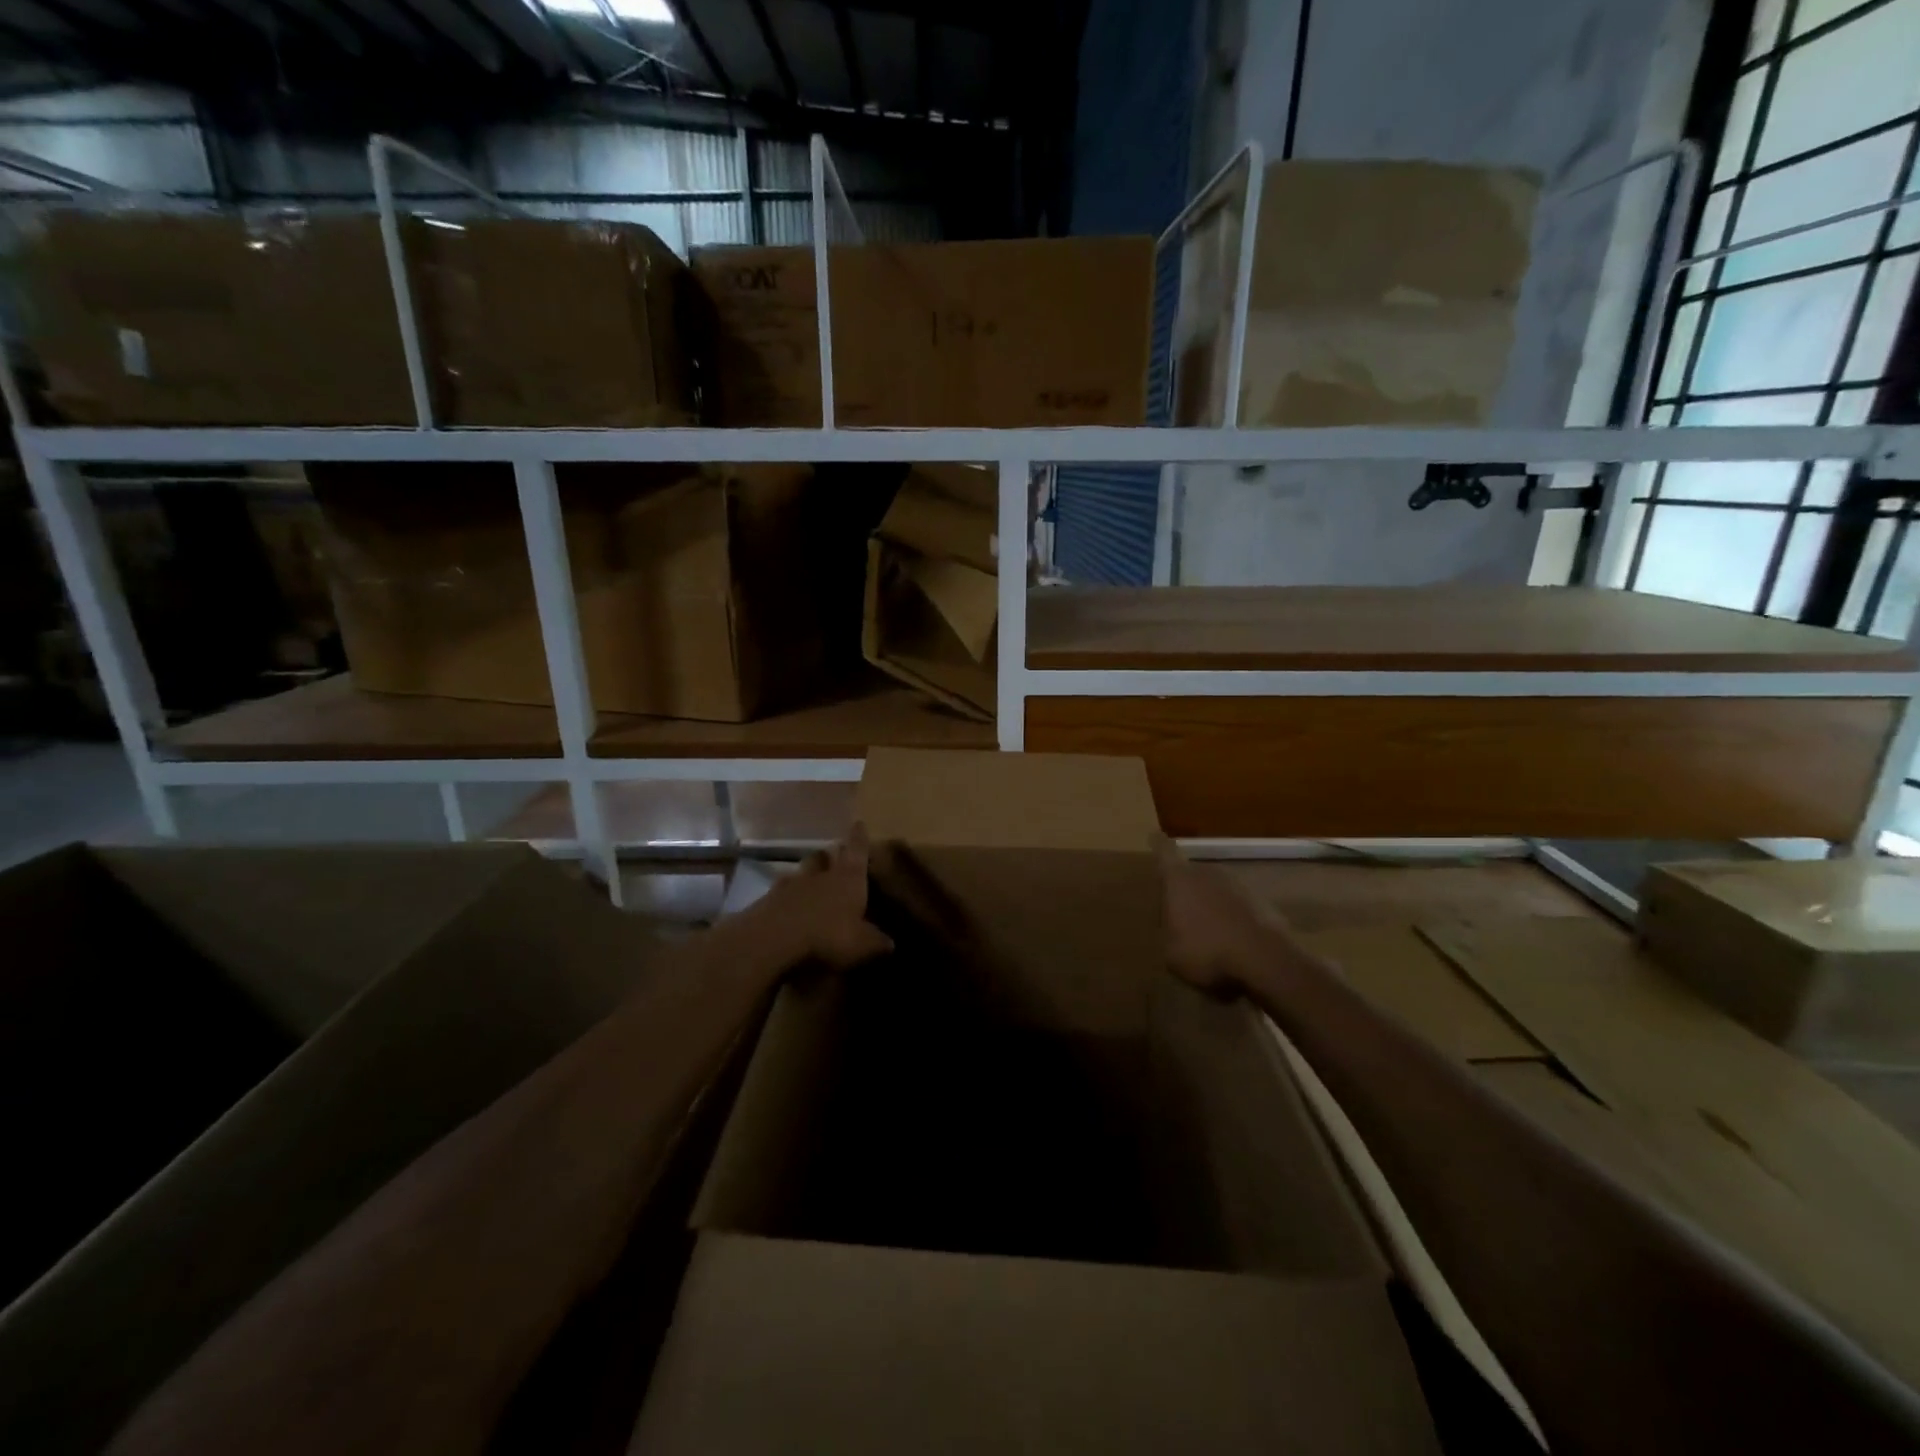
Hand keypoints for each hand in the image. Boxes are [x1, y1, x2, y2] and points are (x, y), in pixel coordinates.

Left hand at [758, 823, 894, 970]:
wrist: (773, 941)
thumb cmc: (828, 936)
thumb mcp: (862, 945)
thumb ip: (876, 941)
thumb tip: (890, 943)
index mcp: (848, 878)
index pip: (856, 850)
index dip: (859, 838)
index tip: (859, 823)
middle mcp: (819, 875)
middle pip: (823, 856)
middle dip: (828, 856)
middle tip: (832, 859)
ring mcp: (789, 885)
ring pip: (799, 872)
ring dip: (805, 877)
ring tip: (808, 886)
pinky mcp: (765, 901)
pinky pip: (778, 894)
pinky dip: (784, 899)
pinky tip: (786, 911)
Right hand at [1157, 836, 1279, 995]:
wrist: (1264, 960)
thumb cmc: (1205, 951)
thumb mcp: (1170, 952)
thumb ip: (1168, 932)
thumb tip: (1173, 927)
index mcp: (1179, 879)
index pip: (1164, 852)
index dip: (1158, 845)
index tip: (1155, 837)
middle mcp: (1207, 872)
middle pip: (1191, 873)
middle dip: (1185, 889)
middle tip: (1180, 912)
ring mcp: (1237, 884)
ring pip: (1216, 889)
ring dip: (1211, 904)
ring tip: (1208, 932)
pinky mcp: (1262, 901)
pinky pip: (1238, 906)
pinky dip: (1233, 918)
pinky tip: (1232, 942)